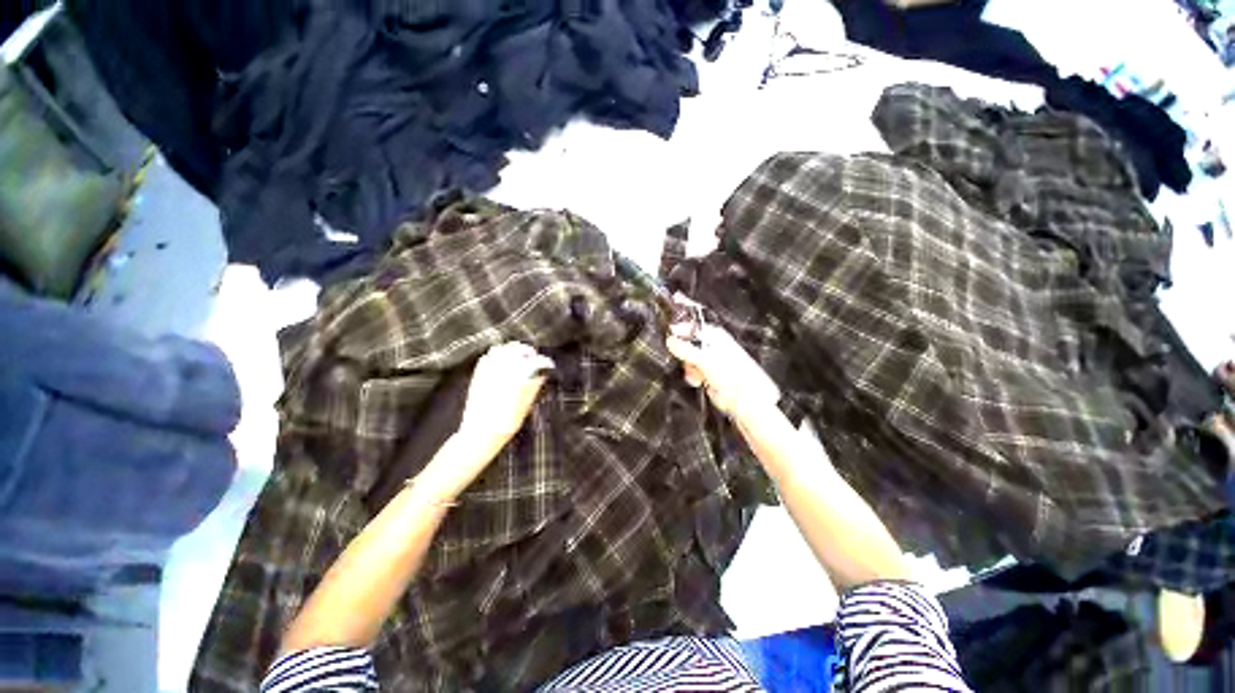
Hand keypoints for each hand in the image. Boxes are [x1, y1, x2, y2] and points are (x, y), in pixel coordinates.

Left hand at [457, 342, 554, 454]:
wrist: (480, 433)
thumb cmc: (506, 423)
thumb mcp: (525, 406)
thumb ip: (533, 387)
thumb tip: (541, 375)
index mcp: (517, 376)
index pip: (535, 361)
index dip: (544, 361)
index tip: (549, 364)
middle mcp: (502, 369)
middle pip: (517, 350)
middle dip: (528, 352)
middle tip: (535, 358)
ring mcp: (488, 370)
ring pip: (501, 350)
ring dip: (513, 350)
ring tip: (519, 357)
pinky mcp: (478, 374)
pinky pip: (488, 356)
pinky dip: (497, 355)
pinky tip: (502, 362)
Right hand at [666, 320, 779, 417]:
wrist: (743, 398)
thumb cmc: (732, 373)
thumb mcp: (705, 358)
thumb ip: (686, 349)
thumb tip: (669, 340)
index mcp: (713, 334)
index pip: (691, 325)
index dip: (680, 328)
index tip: (670, 336)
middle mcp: (710, 344)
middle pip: (686, 342)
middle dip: (682, 352)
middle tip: (685, 360)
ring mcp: (707, 359)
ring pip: (686, 357)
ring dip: (687, 366)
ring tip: (696, 374)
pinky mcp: (705, 373)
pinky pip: (690, 370)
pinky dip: (691, 375)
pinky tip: (697, 381)